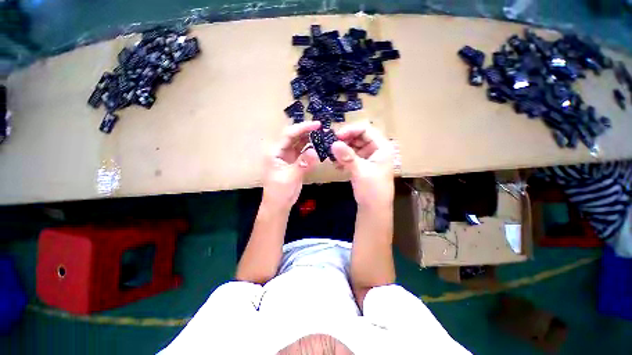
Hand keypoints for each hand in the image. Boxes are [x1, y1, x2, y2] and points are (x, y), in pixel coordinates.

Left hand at [262, 121, 320, 210]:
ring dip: (310, 139)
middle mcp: (281, 151)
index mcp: (275, 152)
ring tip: (322, 135)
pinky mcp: (294, 163)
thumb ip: (302, 163)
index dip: (302, 128)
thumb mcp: (290, 177)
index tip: (317, 125)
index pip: (288, 134)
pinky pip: (303, 152)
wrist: (278, 205)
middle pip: (294, 137)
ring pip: (299, 143)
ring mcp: (288, 157)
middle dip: (307, 131)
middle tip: (322, 129)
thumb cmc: (280, 192)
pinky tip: (319, 147)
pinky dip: (310, 149)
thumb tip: (315, 151)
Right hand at [332, 123, 394, 209]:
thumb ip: (347, 157)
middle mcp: (376, 149)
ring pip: (353, 146)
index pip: (366, 129)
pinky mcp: (362, 165)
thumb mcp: (360, 172)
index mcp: (382, 147)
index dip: (350, 130)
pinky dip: (343, 158)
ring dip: (342, 150)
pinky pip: (351, 156)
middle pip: (358, 137)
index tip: (336, 137)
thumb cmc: (372, 190)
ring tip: (331, 156)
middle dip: (344, 140)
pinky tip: (336, 165)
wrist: (374, 209)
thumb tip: (333, 143)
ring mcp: (369, 157)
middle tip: (330, 145)